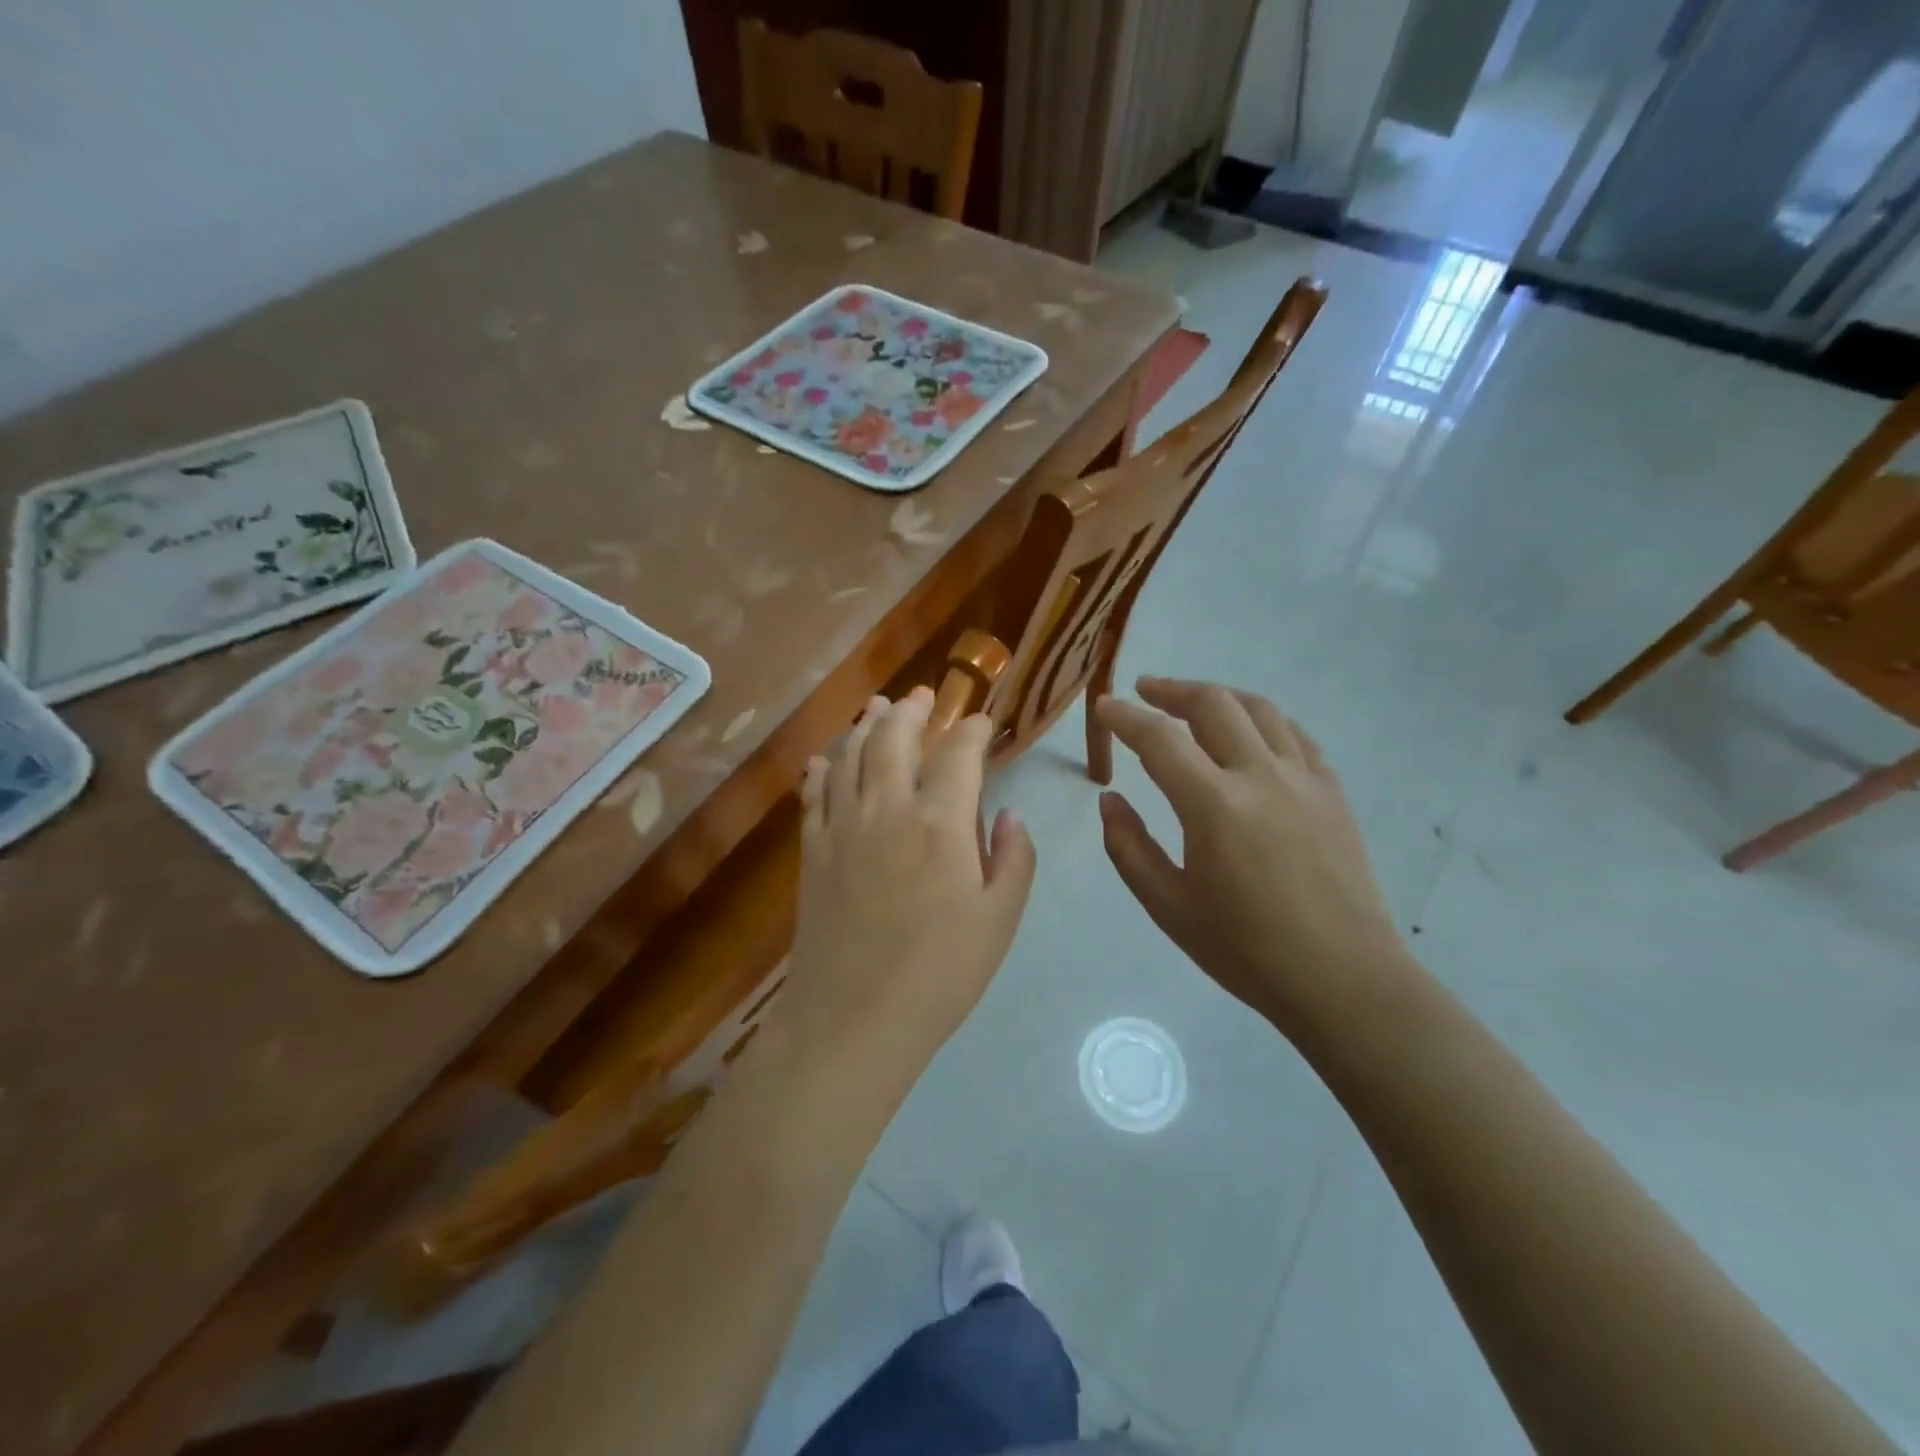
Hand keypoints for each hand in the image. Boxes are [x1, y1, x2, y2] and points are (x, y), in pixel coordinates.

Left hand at [779, 687, 1037, 1084]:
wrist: (853, 1019)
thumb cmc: (940, 974)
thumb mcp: (999, 920)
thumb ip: (1012, 859)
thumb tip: (1009, 815)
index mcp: (941, 822)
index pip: (959, 753)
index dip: (973, 729)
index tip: (983, 721)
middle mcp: (888, 807)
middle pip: (895, 737)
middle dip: (912, 709)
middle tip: (923, 694)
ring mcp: (842, 826)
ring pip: (851, 754)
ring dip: (866, 724)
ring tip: (877, 707)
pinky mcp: (813, 850)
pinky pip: (814, 794)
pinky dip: (822, 768)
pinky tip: (824, 758)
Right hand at [1094, 677, 1414, 1042]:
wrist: (1344, 980)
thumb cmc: (1246, 951)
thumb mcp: (1168, 907)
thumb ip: (1129, 847)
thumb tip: (1109, 800)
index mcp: (1215, 806)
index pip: (1159, 740)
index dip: (1124, 718)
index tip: (1102, 708)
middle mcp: (1261, 776)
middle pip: (1213, 704)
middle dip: (1171, 690)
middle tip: (1144, 692)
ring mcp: (1305, 780)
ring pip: (1259, 709)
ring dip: (1219, 697)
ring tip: (1193, 703)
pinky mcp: (1333, 792)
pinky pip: (1295, 735)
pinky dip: (1263, 721)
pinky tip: (1251, 734)